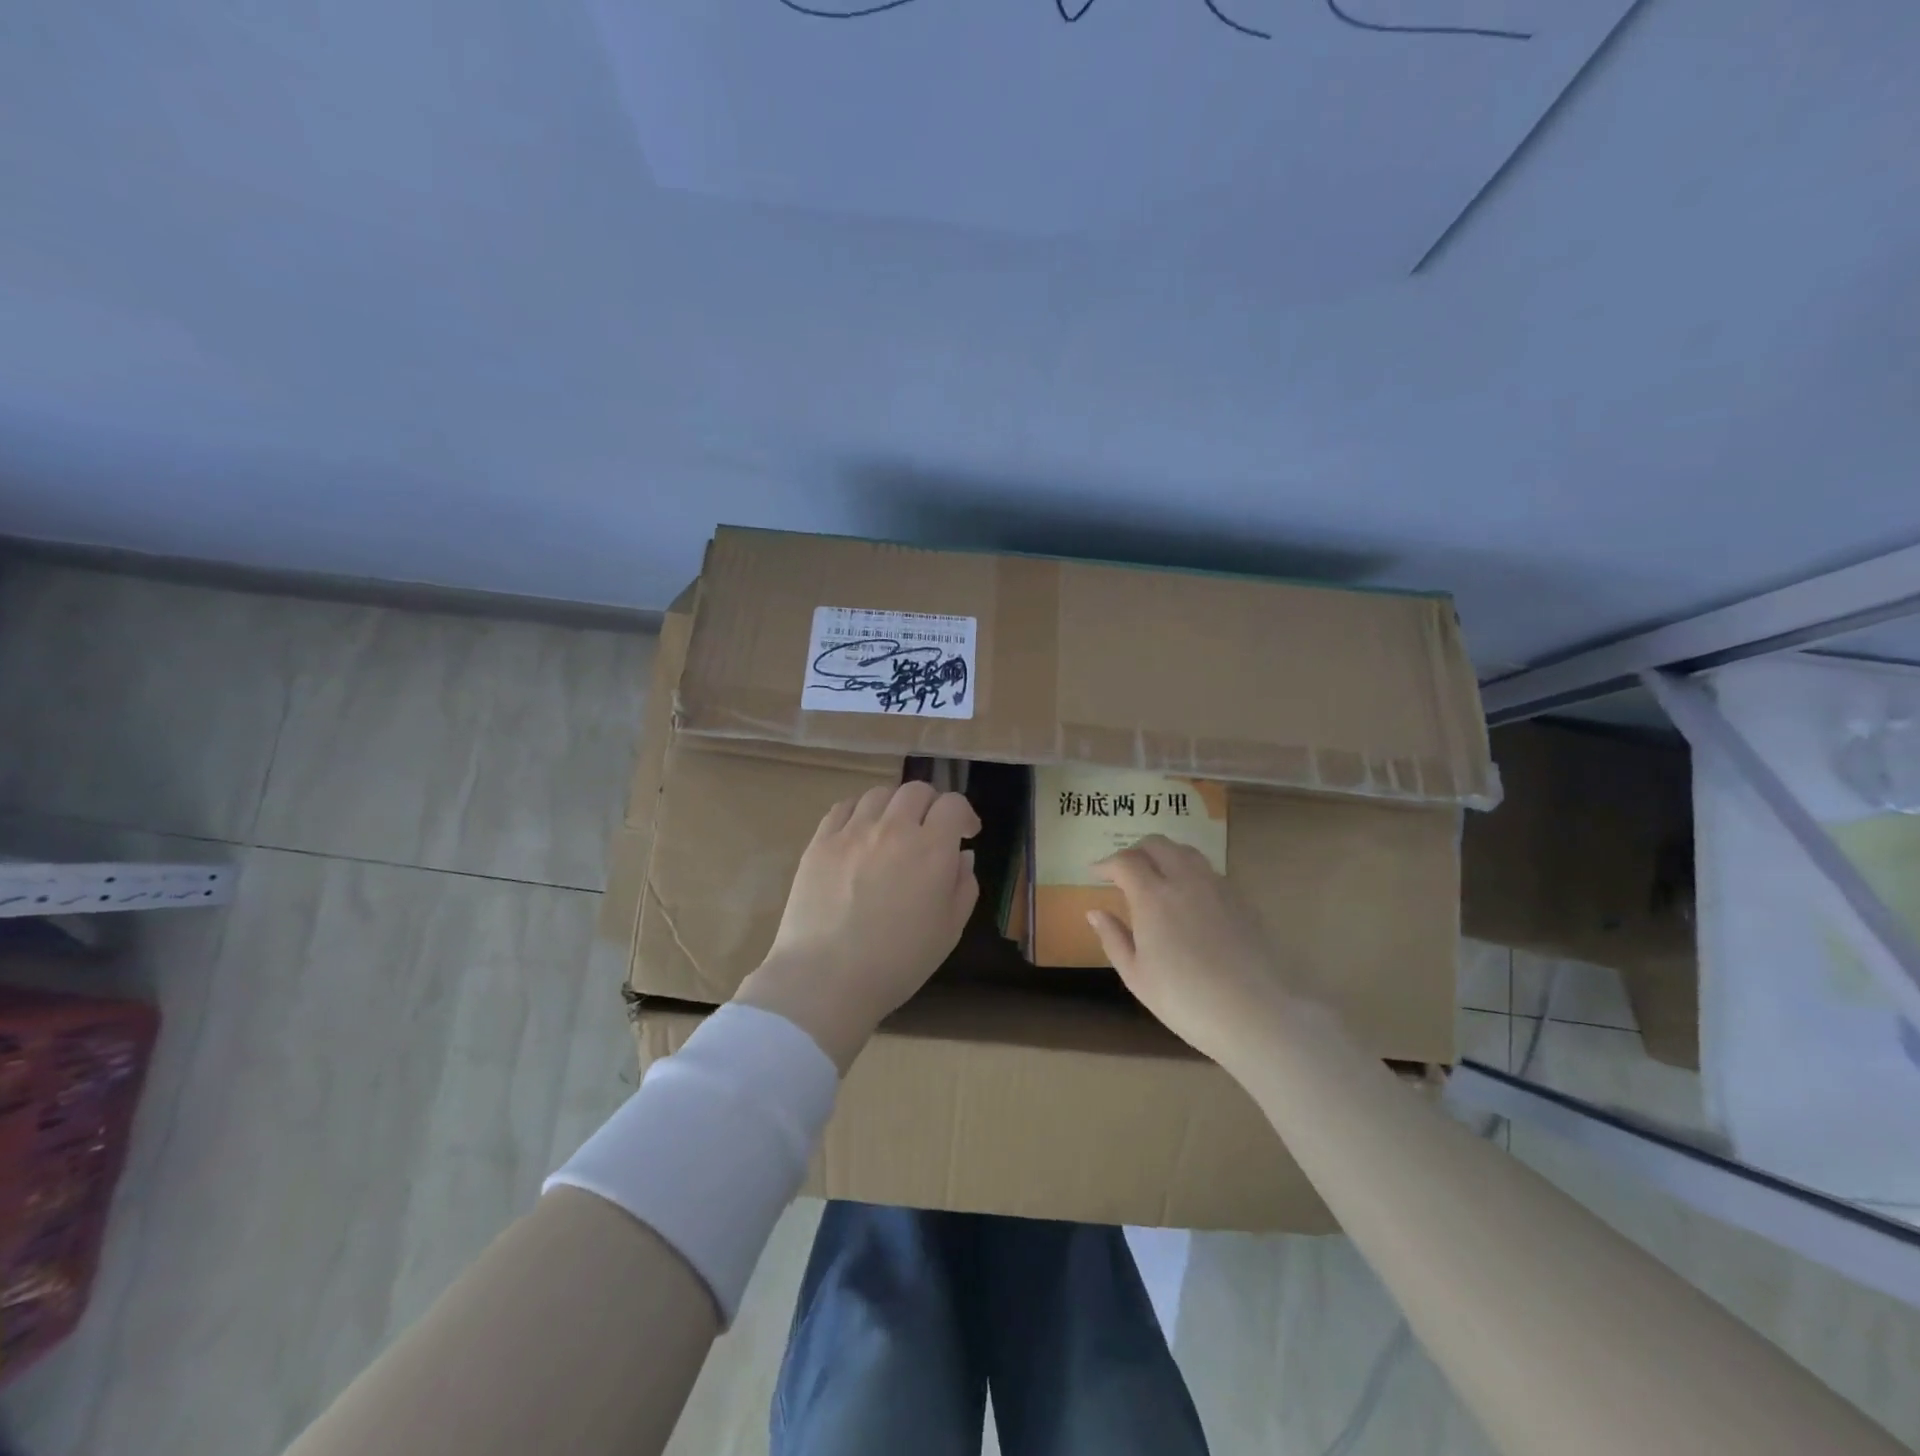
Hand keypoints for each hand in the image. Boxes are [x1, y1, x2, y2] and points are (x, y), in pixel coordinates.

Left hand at [734, 781, 979, 1072]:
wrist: (826, 978)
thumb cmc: (897, 962)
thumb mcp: (949, 931)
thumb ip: (963, 886)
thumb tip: (962, 856)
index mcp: (932, 849)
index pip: (953, 804)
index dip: (964, 814)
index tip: (966, 833)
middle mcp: (894, 829)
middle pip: (916, 790)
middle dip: (931, 805)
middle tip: (930, 829)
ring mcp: (853, 831)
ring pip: (880, 794)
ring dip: (895, 806)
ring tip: (893, 829)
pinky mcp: (821, 841)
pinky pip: (844, 807)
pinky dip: (860, 811)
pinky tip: (860, 831)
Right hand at [1087, 834, 1295, 1068]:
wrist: (1254, 1013)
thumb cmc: (1184, 999)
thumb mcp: (1136, 976)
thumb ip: (1113, 938)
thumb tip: (1095, 912)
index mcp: (1153, 896)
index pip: (1125, 861)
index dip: (1106, 863)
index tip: (1095, 873)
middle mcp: (1185, 880)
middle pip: (1157, 844)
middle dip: (1135, 850)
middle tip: (1124, 870)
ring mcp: (1217, 887)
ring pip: (1186, 851)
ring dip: (1165, 854)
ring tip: (1156, 875)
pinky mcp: (1240, 900)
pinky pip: (1208, 870)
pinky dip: (1189, 871)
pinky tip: (1188, 896)